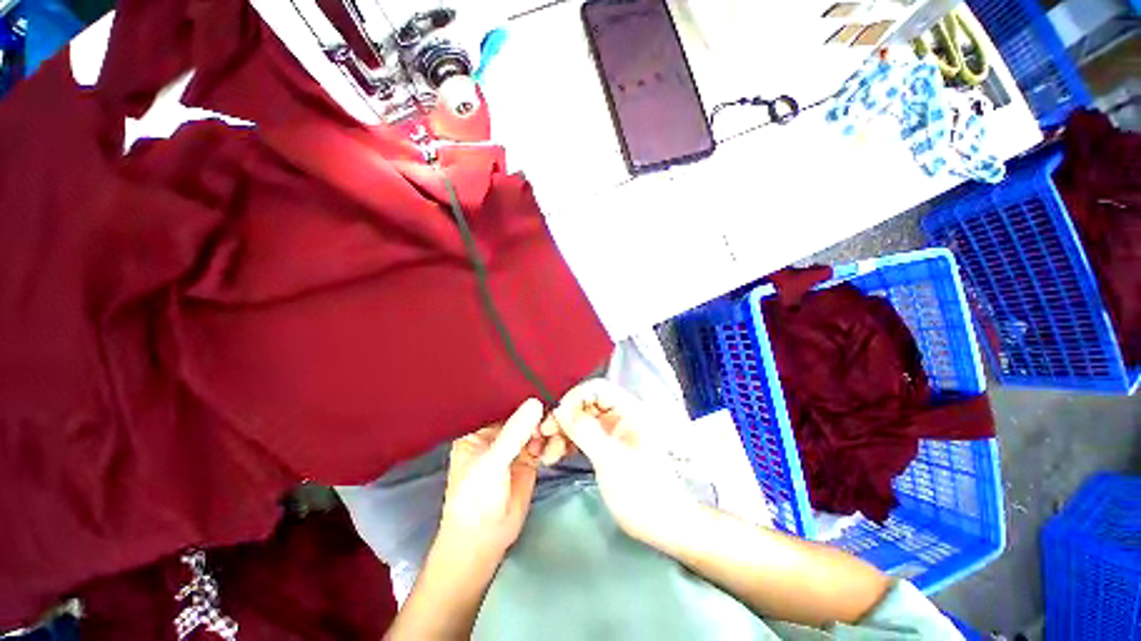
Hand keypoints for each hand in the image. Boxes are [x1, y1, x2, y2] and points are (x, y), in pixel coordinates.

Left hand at [439, 398, 544, 560]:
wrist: (484, 539)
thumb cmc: (476, 497)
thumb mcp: (493, 462)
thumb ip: (514, 432)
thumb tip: (537, 402)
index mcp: (480, 429)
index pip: (505, 405)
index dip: (524, 399)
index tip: (546, 393)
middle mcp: (499, 433)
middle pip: (525, 415)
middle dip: (541, 416)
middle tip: (553, 423)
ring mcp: (515, 446)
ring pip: (537, 428)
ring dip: (550, 431)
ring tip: (555, 441)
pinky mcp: (530, 459)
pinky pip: (545, 444)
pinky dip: (553, 444)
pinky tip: (555, 452)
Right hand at [543, 380, 699, 547]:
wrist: (664, 526)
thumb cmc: (641, 492)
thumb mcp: (610, 460)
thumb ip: (585, 431)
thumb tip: (561, 410)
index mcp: (630, 411)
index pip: (597, 388)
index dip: (575, 398)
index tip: (557, 418)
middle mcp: (621, 415)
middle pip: (587, 403)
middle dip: (565, 417)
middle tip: (544, 436)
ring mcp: (614, 431)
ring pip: (582, 420)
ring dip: (564, 432)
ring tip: (548, 454)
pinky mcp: (608, 446)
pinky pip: (584, 436)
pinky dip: (570, 443)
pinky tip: (556, 456)